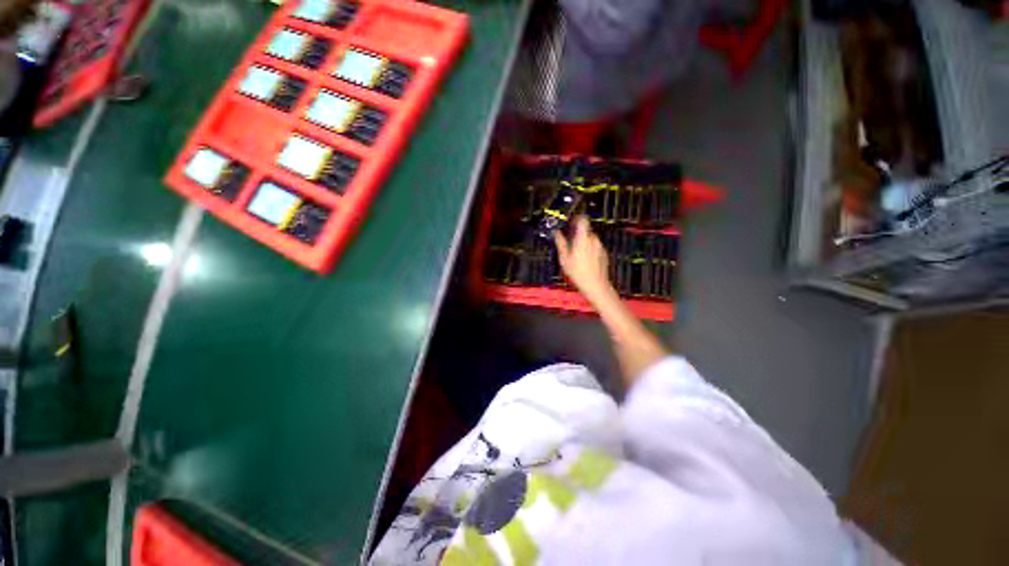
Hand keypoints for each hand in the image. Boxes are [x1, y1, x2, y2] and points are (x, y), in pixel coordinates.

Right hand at [553, 217, 615, 305]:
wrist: (595, 285)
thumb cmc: (578, 273)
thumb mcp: (564, 258)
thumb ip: (560, 243)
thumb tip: (556, 233)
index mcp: (583, 238)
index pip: (582, 219)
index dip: (576, 218)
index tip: (571, 221)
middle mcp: (593, 240)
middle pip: (585, 230)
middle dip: (577, 235)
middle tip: (569, 243)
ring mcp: (600, 246)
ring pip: (590, 239)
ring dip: (583, 243)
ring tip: (576, 255)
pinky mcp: (603, 253)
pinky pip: (595, 247)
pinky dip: (589, 250)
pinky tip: (584, 260)